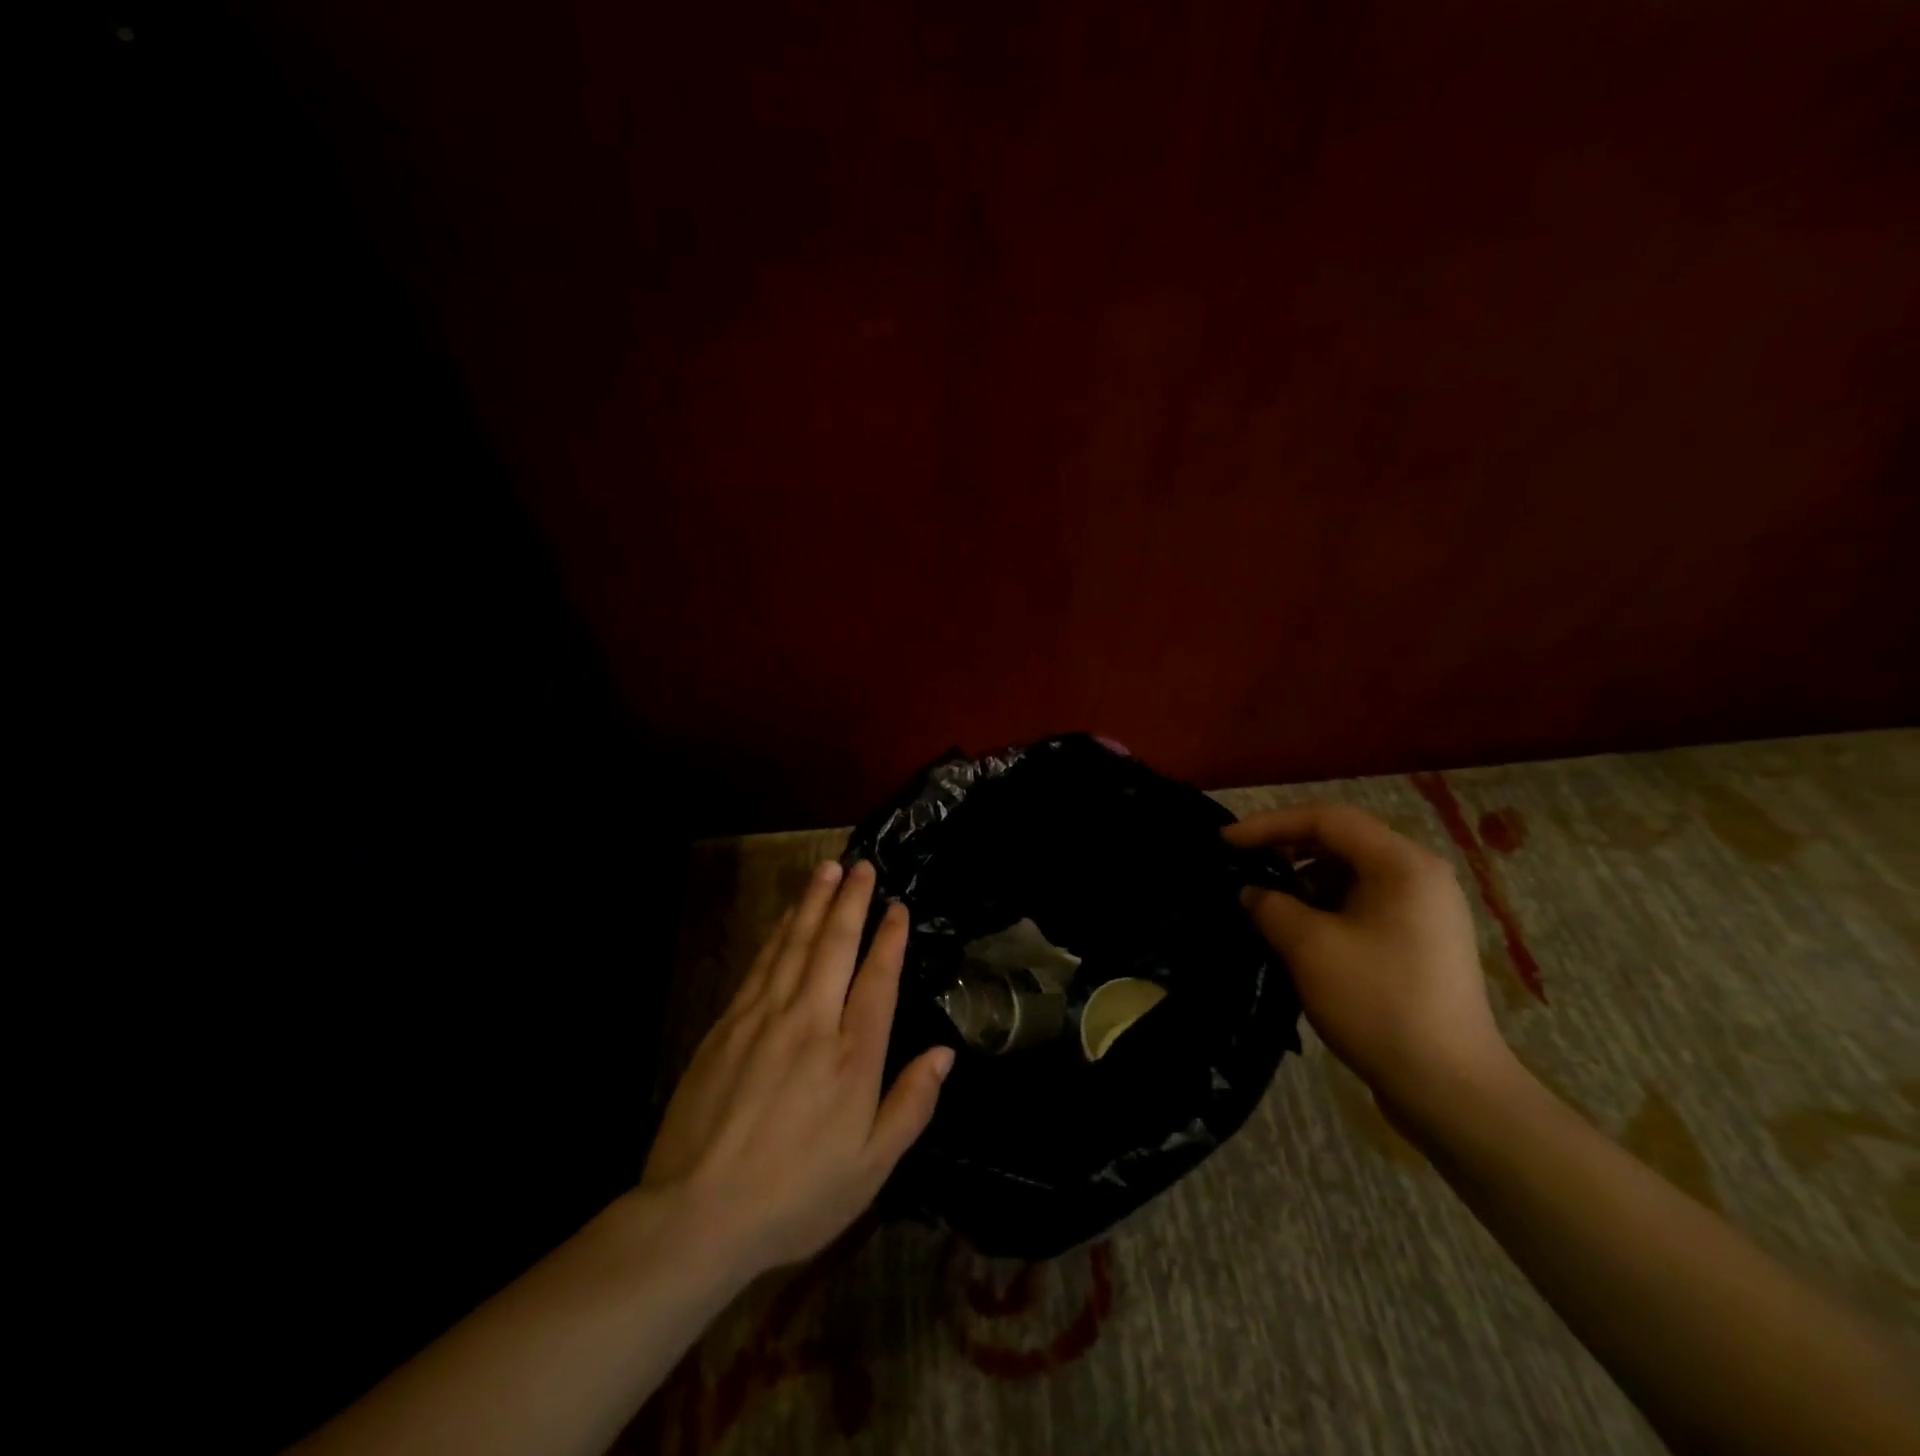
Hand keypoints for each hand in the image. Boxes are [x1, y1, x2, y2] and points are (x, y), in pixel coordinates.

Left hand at [641, 859, 952, 1279]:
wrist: (696, 1214)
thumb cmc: (795, 1196)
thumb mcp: (870, 1169)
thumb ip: (911, 1105)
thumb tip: (945, 1053)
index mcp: (852, 1057)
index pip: (878, 980)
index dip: (890, 939)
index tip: (897, 907)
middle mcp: (812, 1023)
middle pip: (836, 946)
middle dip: (852, 901)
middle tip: (863, 866)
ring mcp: (765, 1018)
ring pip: (796, 944)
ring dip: (815, 902)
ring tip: (828, 868)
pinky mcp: (728, 1024)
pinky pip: (761, 963)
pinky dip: (779, 932)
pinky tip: (787, 915)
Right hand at [1224, 804, 1511, 1110]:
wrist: (1450, 1088)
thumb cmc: (1378, 1004)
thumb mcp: (1309, 948)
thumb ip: (1270, 906)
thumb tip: (1251, 892)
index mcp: (1402, 864)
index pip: (1326, 819)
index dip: (1269, 824)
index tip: (1225, 842)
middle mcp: (1420, 876)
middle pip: (1342, 841)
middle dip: (1286, 849)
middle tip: (1244, 867)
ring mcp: (1425, 910)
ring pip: (1351, 874)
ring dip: (1304, 880)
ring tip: (1266, 902)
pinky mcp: (1420, 941)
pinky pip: (1364, 903)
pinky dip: (1326, 906)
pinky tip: (1299, 931)